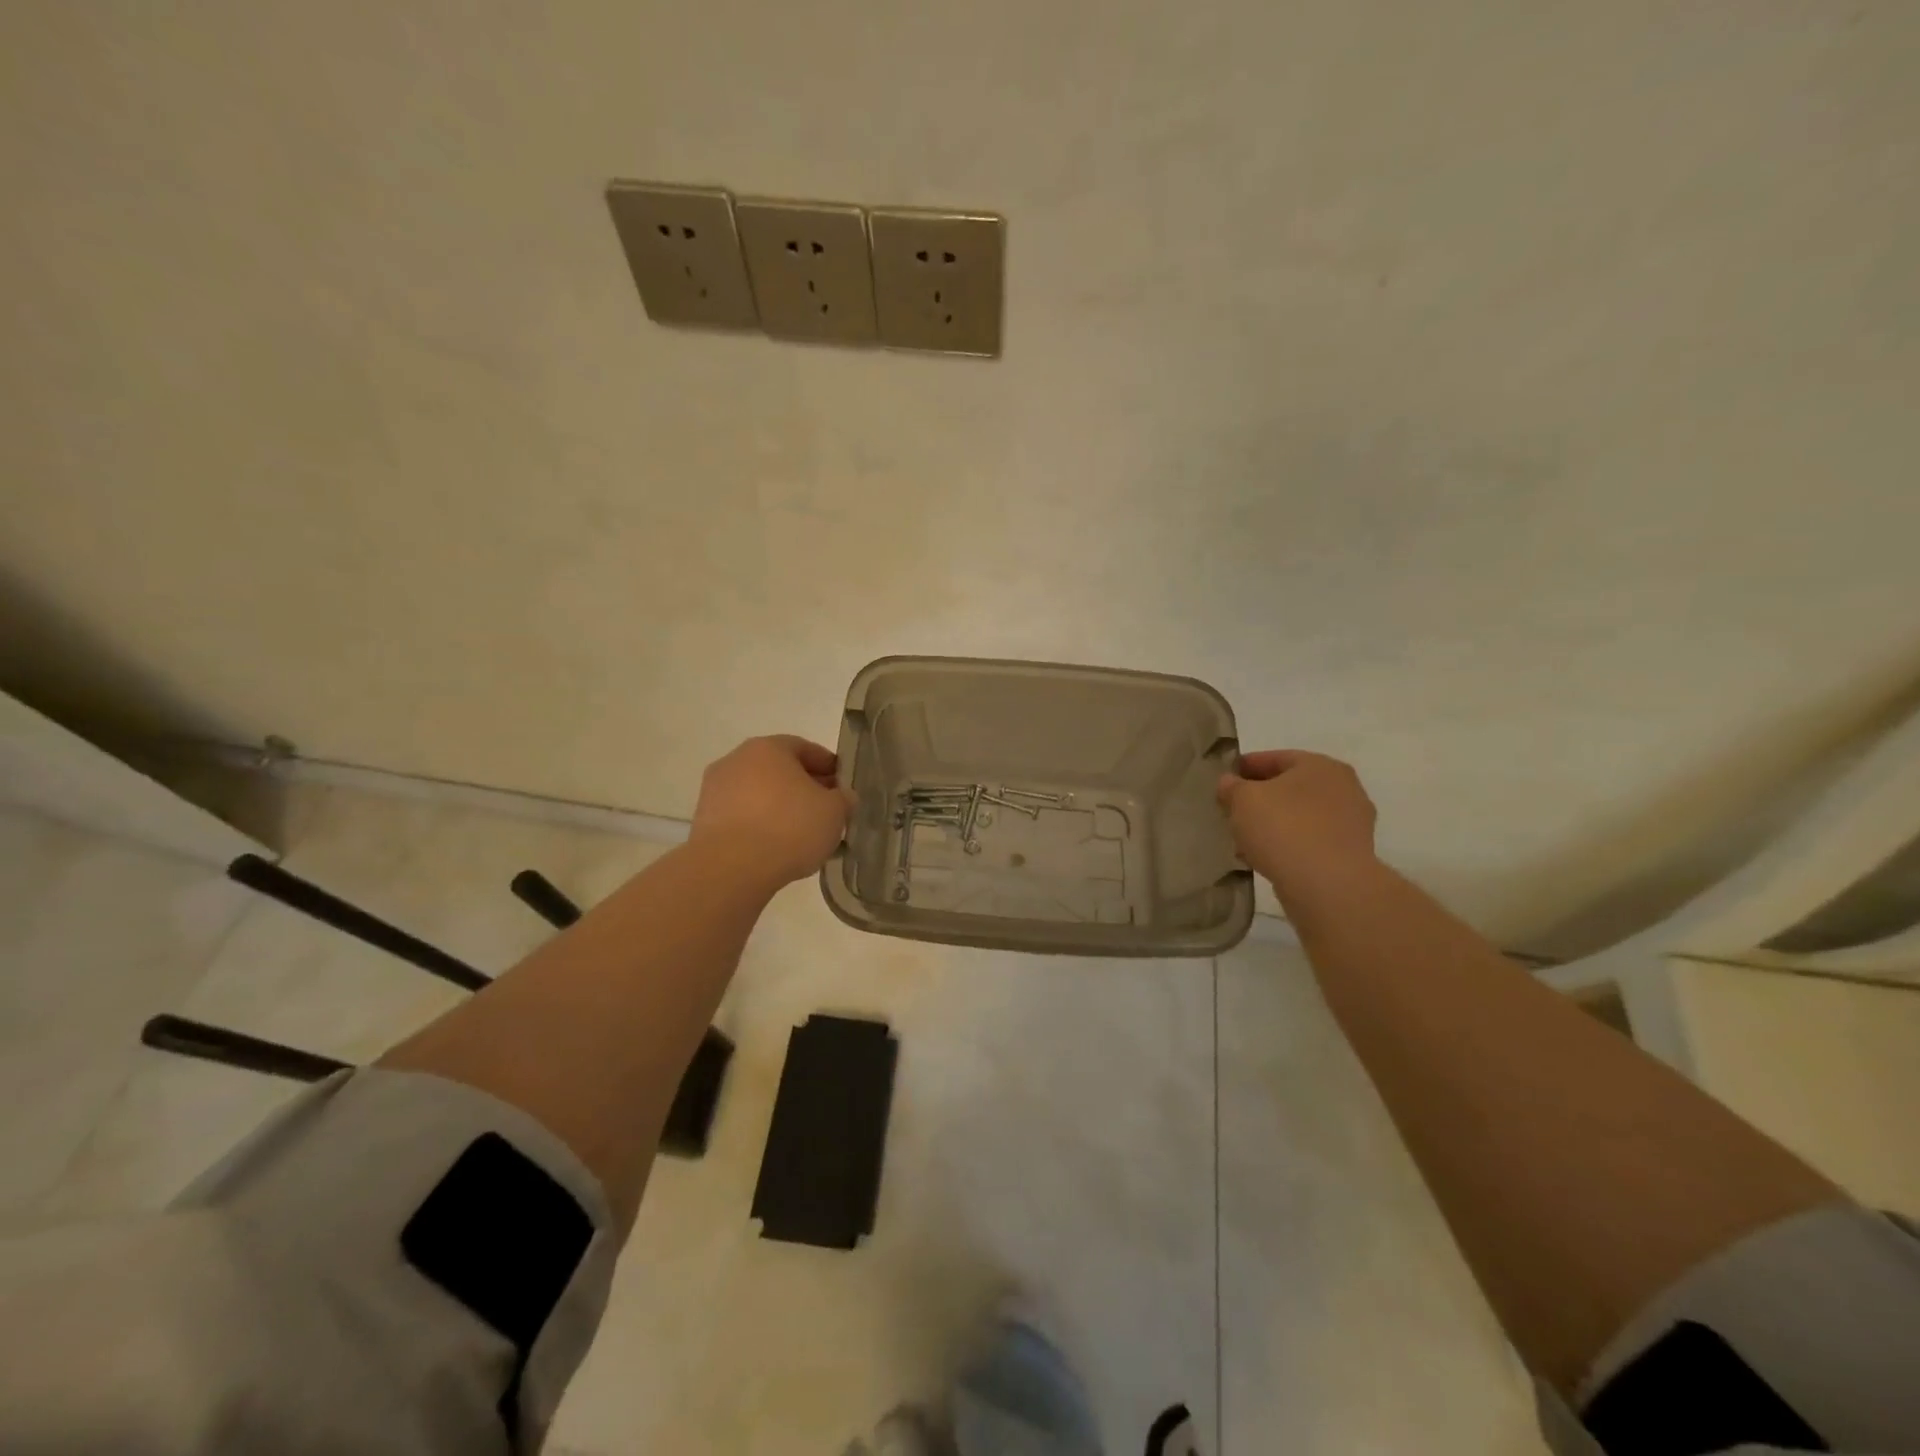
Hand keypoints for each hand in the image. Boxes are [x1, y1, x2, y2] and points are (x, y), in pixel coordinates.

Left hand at [690, 735, 854, 885]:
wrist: (731, 868)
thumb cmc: (789, 827)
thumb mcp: (834, 813)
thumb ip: (843, 799)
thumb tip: (842, 797)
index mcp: (768, 748)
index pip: (805, 748)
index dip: (828, 766)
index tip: (842, 785)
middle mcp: (737, 760)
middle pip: (779, 770)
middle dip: (804, 787)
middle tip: (825, 810)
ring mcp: (715, 790)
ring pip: (759, 794)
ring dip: (780, 808)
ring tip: (802, 834)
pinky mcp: (704, 821)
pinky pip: (742, 817)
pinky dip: (760, 826)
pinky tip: (777, 847)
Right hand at [1217, 750, 1378, 896]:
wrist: (1328, 885)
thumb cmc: (1284, 828)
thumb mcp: (1243, 800)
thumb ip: (1232, 787)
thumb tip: (1229, 783)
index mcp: (1320, 766)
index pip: (1276, 758)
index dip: (1246, 767)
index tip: (1225, 779)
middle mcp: (1344, 788)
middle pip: (1291, 788)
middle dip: (1261, 798)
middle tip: (1233, 810)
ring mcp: (1351, 823)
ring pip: (1300, 817)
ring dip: (1273, 824)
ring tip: (1244, 840)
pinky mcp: (1350, 855)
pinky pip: (1310, 842)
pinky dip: (1287, 845)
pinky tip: (1264, 858)